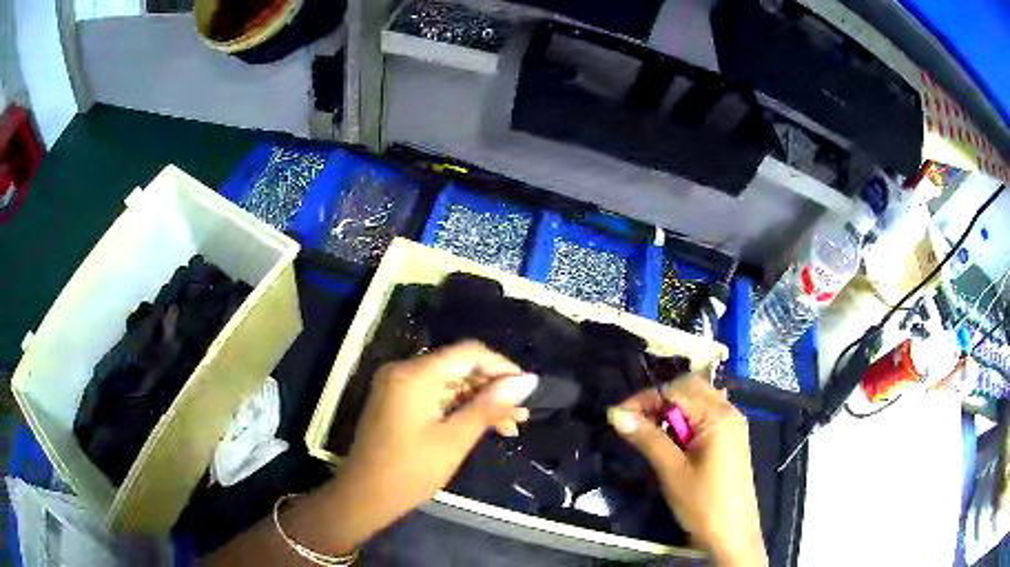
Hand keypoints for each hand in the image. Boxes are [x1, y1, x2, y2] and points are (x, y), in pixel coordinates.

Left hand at [337, 341, 538, 540]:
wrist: (364, 496)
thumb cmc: (410, 471)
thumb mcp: (454, 440)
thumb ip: (489, 406)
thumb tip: (527, 382)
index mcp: (415, 375)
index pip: (468, 353)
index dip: (501, 366)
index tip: (528, 388)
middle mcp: (403, 370)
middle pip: (458, 366)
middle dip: (492, 388)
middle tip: (521, 415)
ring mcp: (397, 385)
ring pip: (448, 382)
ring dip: (478, 400)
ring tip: (509, 425)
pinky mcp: (396, 400)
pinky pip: (434, 394)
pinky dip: (458, 407)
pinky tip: (481, 425)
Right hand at [607, 375, 766, 565]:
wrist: (732, 534)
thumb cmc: (702, 504)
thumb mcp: (672, 471)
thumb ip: (647, 438)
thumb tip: (615, 414)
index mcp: (718, 416)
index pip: (675, 391)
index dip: (644, 399)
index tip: (617, 417)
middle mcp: (729, 411)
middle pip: (689, 388)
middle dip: (658, 400)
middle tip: (633, 422)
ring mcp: (733, 424)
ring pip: (698, 400)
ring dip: (672, 409)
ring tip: (649, 431)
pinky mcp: (731, 437)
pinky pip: (706, 414)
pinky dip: (686, 419)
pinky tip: (673, 439)